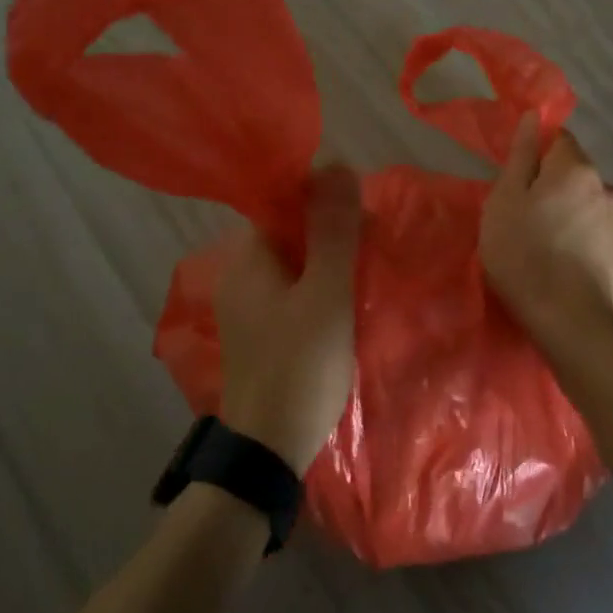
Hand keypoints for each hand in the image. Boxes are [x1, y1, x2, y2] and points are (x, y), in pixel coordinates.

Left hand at [214, 166, 362, 473]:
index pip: (279, 201)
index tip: (360, 210)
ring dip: (328, 258)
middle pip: (287, 230)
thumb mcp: (325, 293)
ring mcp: (247, 305)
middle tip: (372, 242)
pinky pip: (292, 289)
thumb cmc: (299, 365)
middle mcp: (240, 274)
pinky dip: (319, 285)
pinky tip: (345, 299)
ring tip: (367, 266)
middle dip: (329, 228)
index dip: (320, 196)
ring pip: (293, 261)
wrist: (269, 449)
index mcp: (248, 256)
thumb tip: (337, 163)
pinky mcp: (260, 331)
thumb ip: (332, 230)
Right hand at [480, 114, 612, 335]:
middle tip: (521, 218)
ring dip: (566, 212)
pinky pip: (594, 229)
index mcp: (576, 168)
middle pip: (572, 172)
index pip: (558, 138)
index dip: (534, 154)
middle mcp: (606, 185)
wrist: (571, 321)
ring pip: (584, 202)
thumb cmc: (525, 255)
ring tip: (543, 245)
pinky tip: (562, 262)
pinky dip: (578, 236)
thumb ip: (520, 156)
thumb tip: (533, 116)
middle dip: (549, 186)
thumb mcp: (505, 201)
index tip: (516, 182)